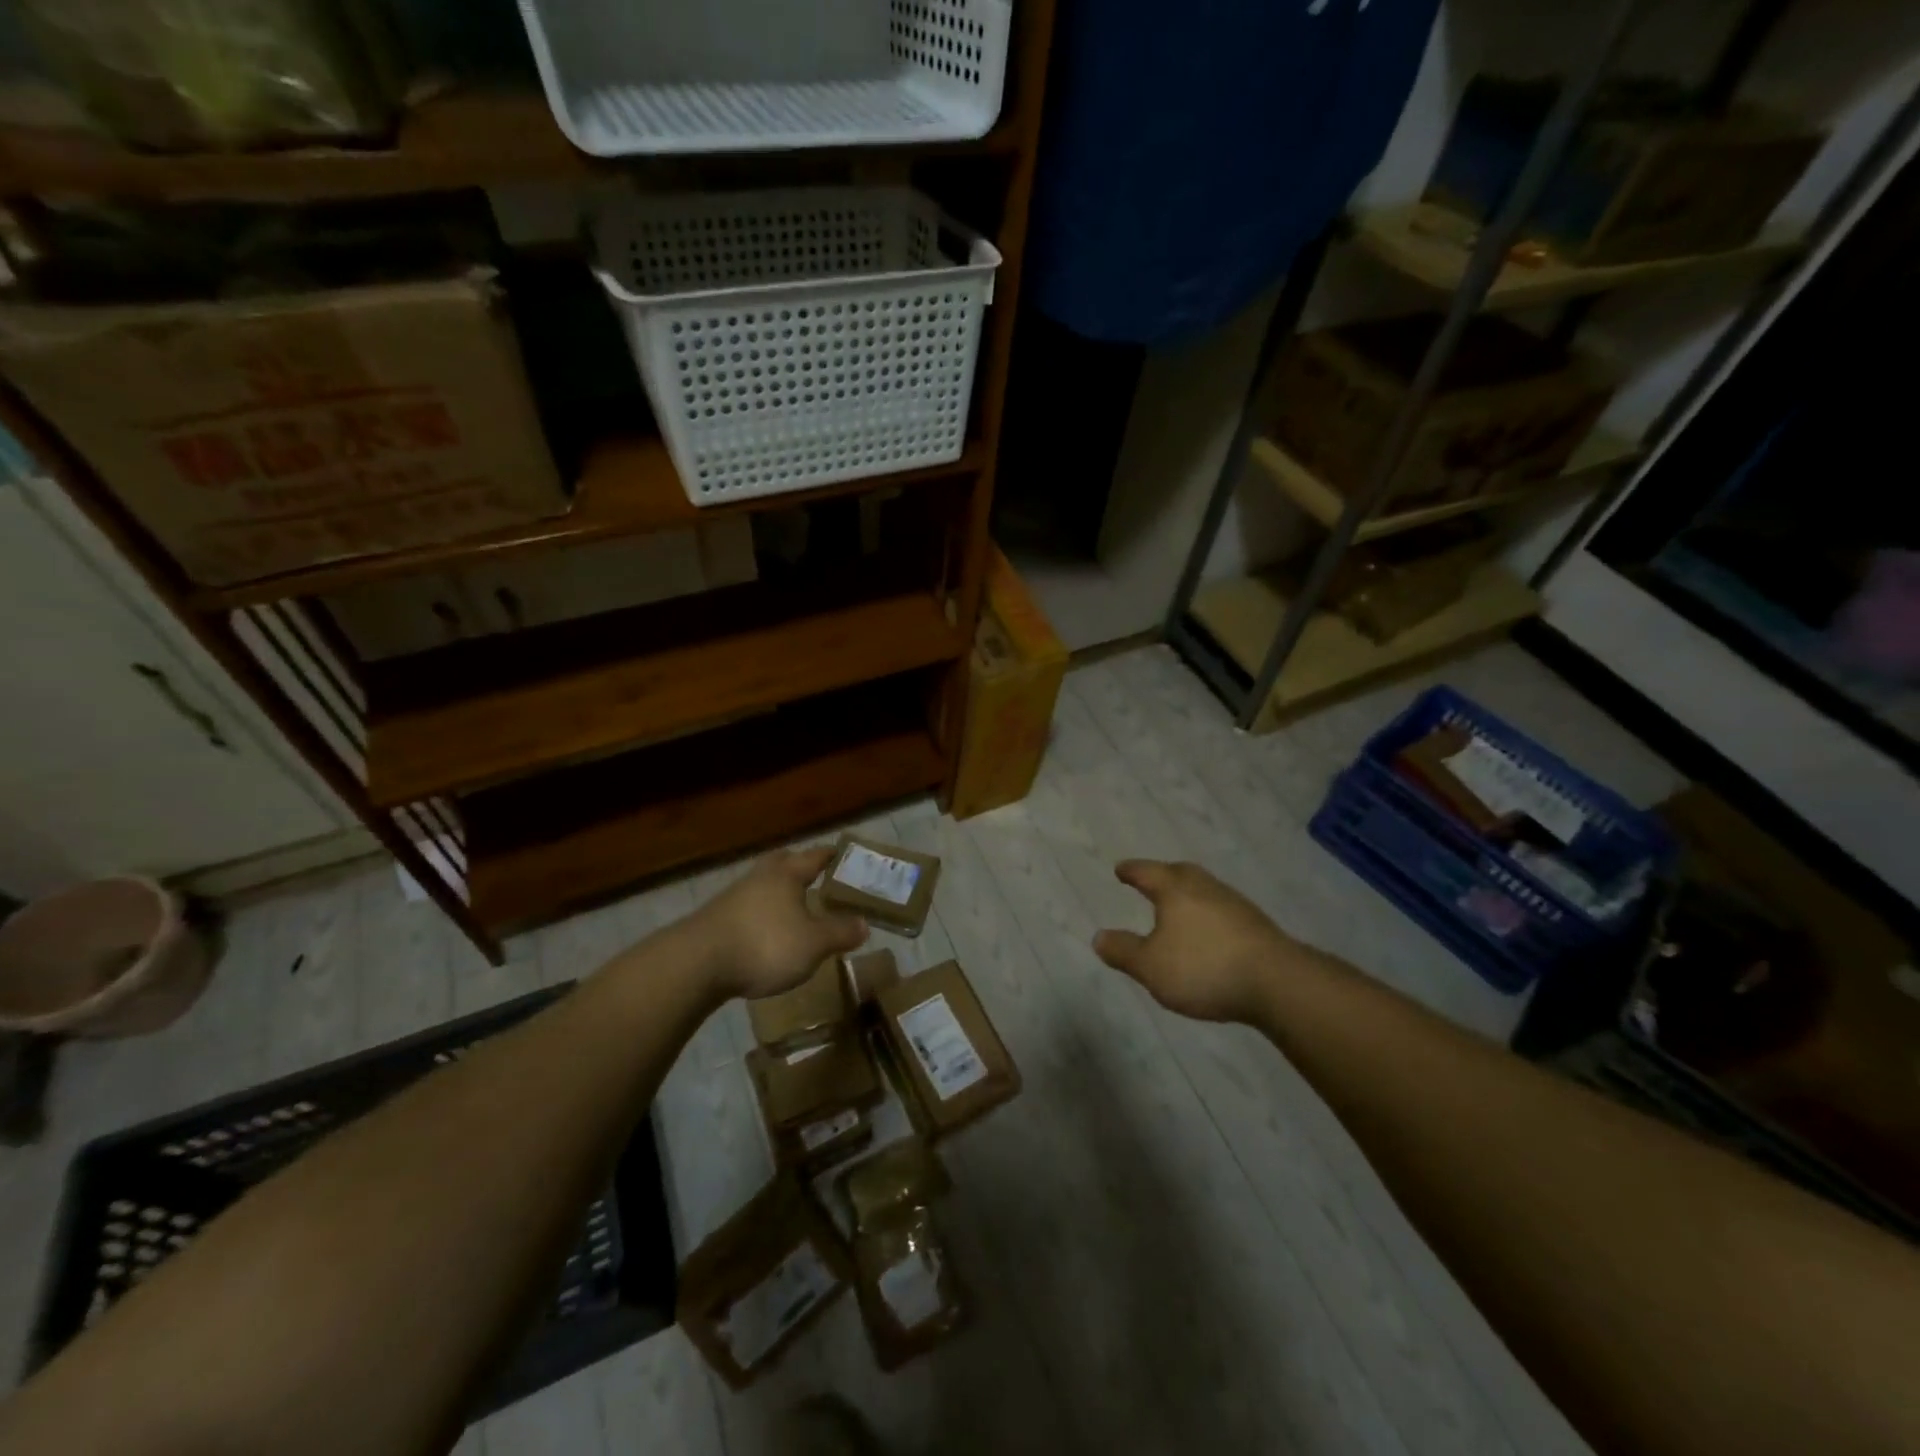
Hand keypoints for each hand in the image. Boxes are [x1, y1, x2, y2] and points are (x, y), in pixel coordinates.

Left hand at [688, 846, 868, 1000]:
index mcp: (787, 875)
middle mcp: (760, 877)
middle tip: (817, 875)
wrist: (696, 964)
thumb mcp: (813, 944)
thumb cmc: (764, 945)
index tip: (844, 854)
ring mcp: (734, 897)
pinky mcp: (715, 919)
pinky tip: (766, 932)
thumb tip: (865, 924)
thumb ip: (840, 932)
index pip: (814, 856)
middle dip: (799, 866)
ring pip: (763, 885)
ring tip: (794, 908)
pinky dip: (761, 913)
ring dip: (778, 892)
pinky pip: (747, 907)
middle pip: (783, 862)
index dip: (831, 855)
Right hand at [1092, 859, 1303, 1022]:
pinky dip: (1208, 914)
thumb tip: (1099, 937)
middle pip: (1180, 873)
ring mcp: (1235, 905)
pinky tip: (1209, 932)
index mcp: (1176, 890)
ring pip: (1204, 890)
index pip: (1147, 872)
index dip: (1131, 871)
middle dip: (1163, 875)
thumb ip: (1123, 951)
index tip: (1120, 869)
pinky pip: (1222, 910)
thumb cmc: (1204, 968)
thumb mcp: (1151, 966)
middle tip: (1151, 879)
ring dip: (1188, 894)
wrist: (1278, 982)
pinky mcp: (1256, 926)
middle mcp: (1205, 888)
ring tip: (1178, 907)